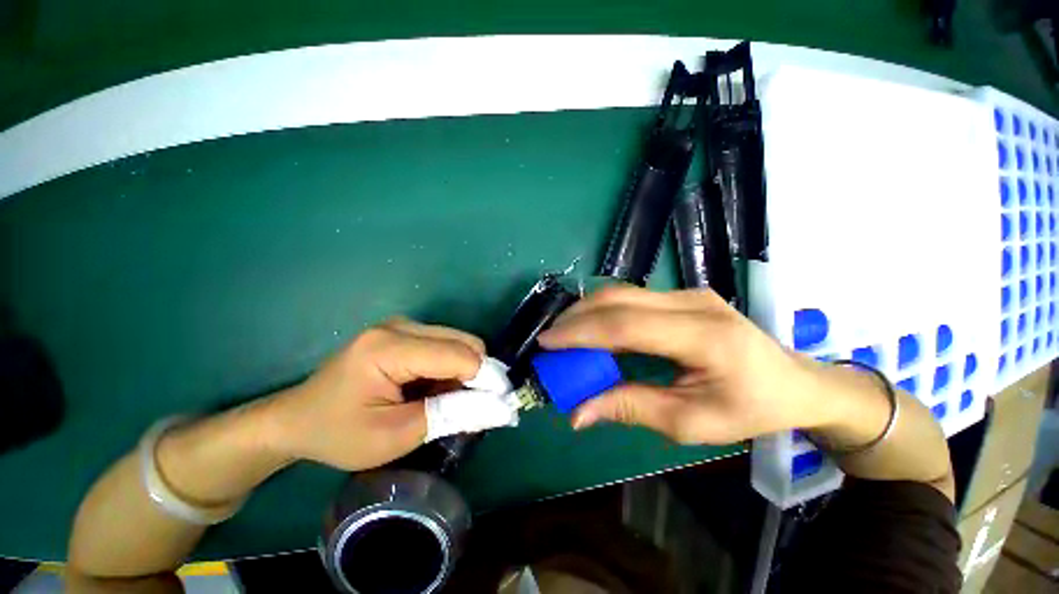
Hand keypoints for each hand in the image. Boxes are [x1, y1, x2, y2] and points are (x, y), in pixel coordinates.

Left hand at [269, 318, 485, 470]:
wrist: (297, 418)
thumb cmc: (339, 433)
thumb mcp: (396, 435)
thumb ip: (451, 414)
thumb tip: (500, 407)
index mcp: (390, 348)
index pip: (458, 355)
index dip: (486, 378)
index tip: (501, 405)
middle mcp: (400, 326)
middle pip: (463, 341)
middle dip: (479, 373)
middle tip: (475, 407)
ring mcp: (402, 326)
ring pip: (458, 342)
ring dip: (466, 371)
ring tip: (450, 401)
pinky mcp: (404, 332)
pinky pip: (445, 344)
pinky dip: (452, 367)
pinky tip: (437, 388)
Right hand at [537, 286, 833, 444]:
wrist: (795, 381)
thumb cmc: (750, 408)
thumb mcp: (691, 422)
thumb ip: (630, 408)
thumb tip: (578, 412)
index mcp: (705, 337)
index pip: (626, 325)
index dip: (581, 332)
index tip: (547, 343)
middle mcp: (693, 303)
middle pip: (619, 299)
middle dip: (576, 317)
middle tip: (549, 339)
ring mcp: (688, 293)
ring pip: (622, 293)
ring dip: (587, 311)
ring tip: (564, 334)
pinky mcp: (682, 295)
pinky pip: (632, 298)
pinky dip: (604, 311)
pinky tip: (591, 328)